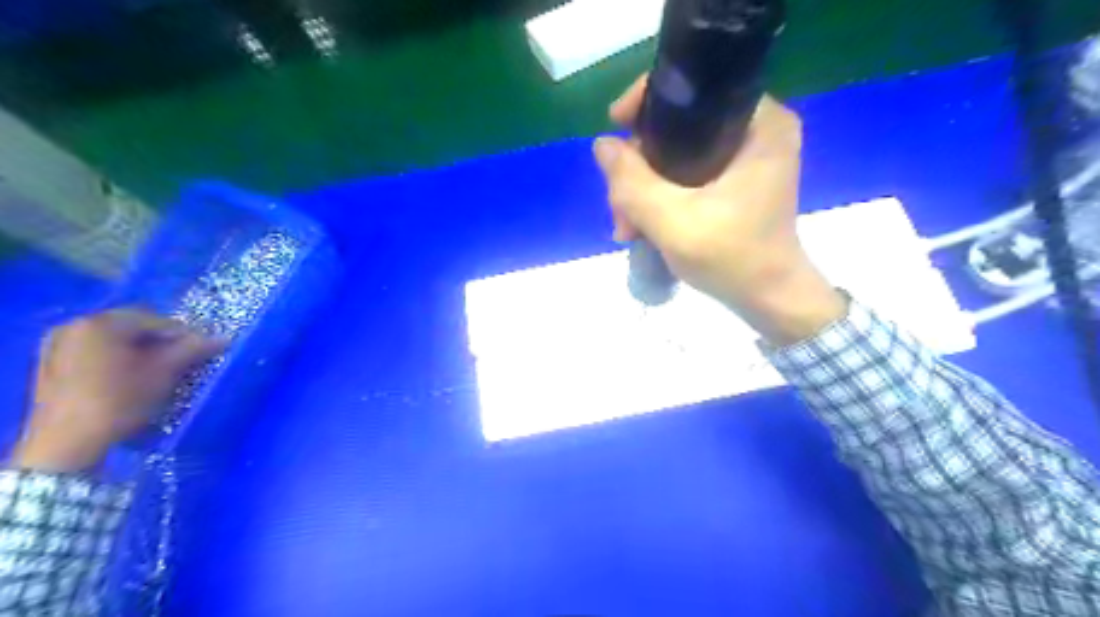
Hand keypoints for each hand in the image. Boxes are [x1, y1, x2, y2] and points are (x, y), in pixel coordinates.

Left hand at [12, 309, 223, 471]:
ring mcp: (57, 345)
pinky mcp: (50, 365)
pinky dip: (116, 360)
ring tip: (156, 372)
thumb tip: (223, 338)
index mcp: (100, 323)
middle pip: (133, 327)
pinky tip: (127, 379)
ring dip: (139, 351)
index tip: (201, 353)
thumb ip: (193, 349)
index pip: (157, 320)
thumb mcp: (164, 373)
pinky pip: (95, 352)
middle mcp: (74, 325)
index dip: (184, 335)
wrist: (66, 446)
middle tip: (180, 362)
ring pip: (114, 341)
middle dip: (159, 342)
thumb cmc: (119, 401)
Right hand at [599, 76, 843, 344]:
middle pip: (679, 126)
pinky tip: (641, 224)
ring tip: (627, 227)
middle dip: (639, 166)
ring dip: (644, 187)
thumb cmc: (733, 259)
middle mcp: (757, 129)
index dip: (647, 102)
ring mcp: (745, 156)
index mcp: (759, 123)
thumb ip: (631, 182)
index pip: (695, 88)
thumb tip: (602, 144)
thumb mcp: (672, 221)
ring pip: (676, 153)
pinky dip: (661, 195)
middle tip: (620, 208)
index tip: (617, 128)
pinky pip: (686, 173)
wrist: (769, 300)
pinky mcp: (735, 180)